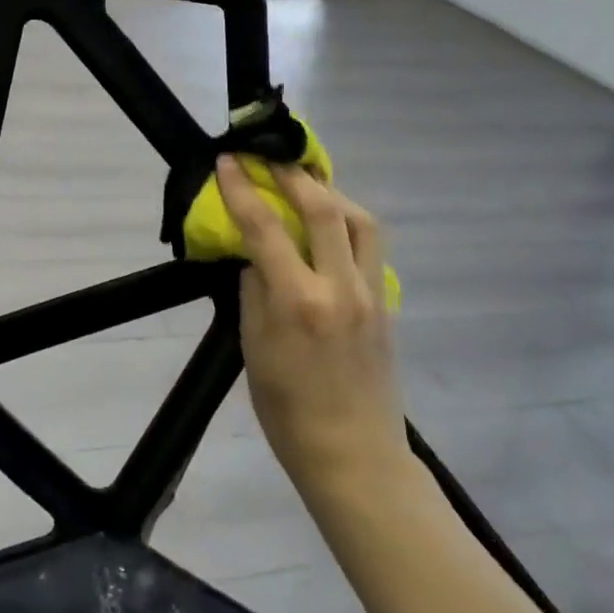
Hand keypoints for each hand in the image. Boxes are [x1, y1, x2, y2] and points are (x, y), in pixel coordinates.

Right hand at [216, 157, 411, 493]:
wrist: (353, 456)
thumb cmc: (288, 412)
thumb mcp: (253, 349)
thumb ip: (254, 293)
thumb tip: (256, 257)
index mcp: (297, 301)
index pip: (265, 227)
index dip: (242, 188)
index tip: (227, 161)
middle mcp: (339, 287)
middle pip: (323, 208)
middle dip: (291, 174)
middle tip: (267, 157)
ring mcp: (371, 293)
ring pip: (360, 221)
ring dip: (330, 193)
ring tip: (304, 185)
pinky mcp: (386, 304)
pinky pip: (370, 247)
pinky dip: (347, 223)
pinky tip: (327, 227)